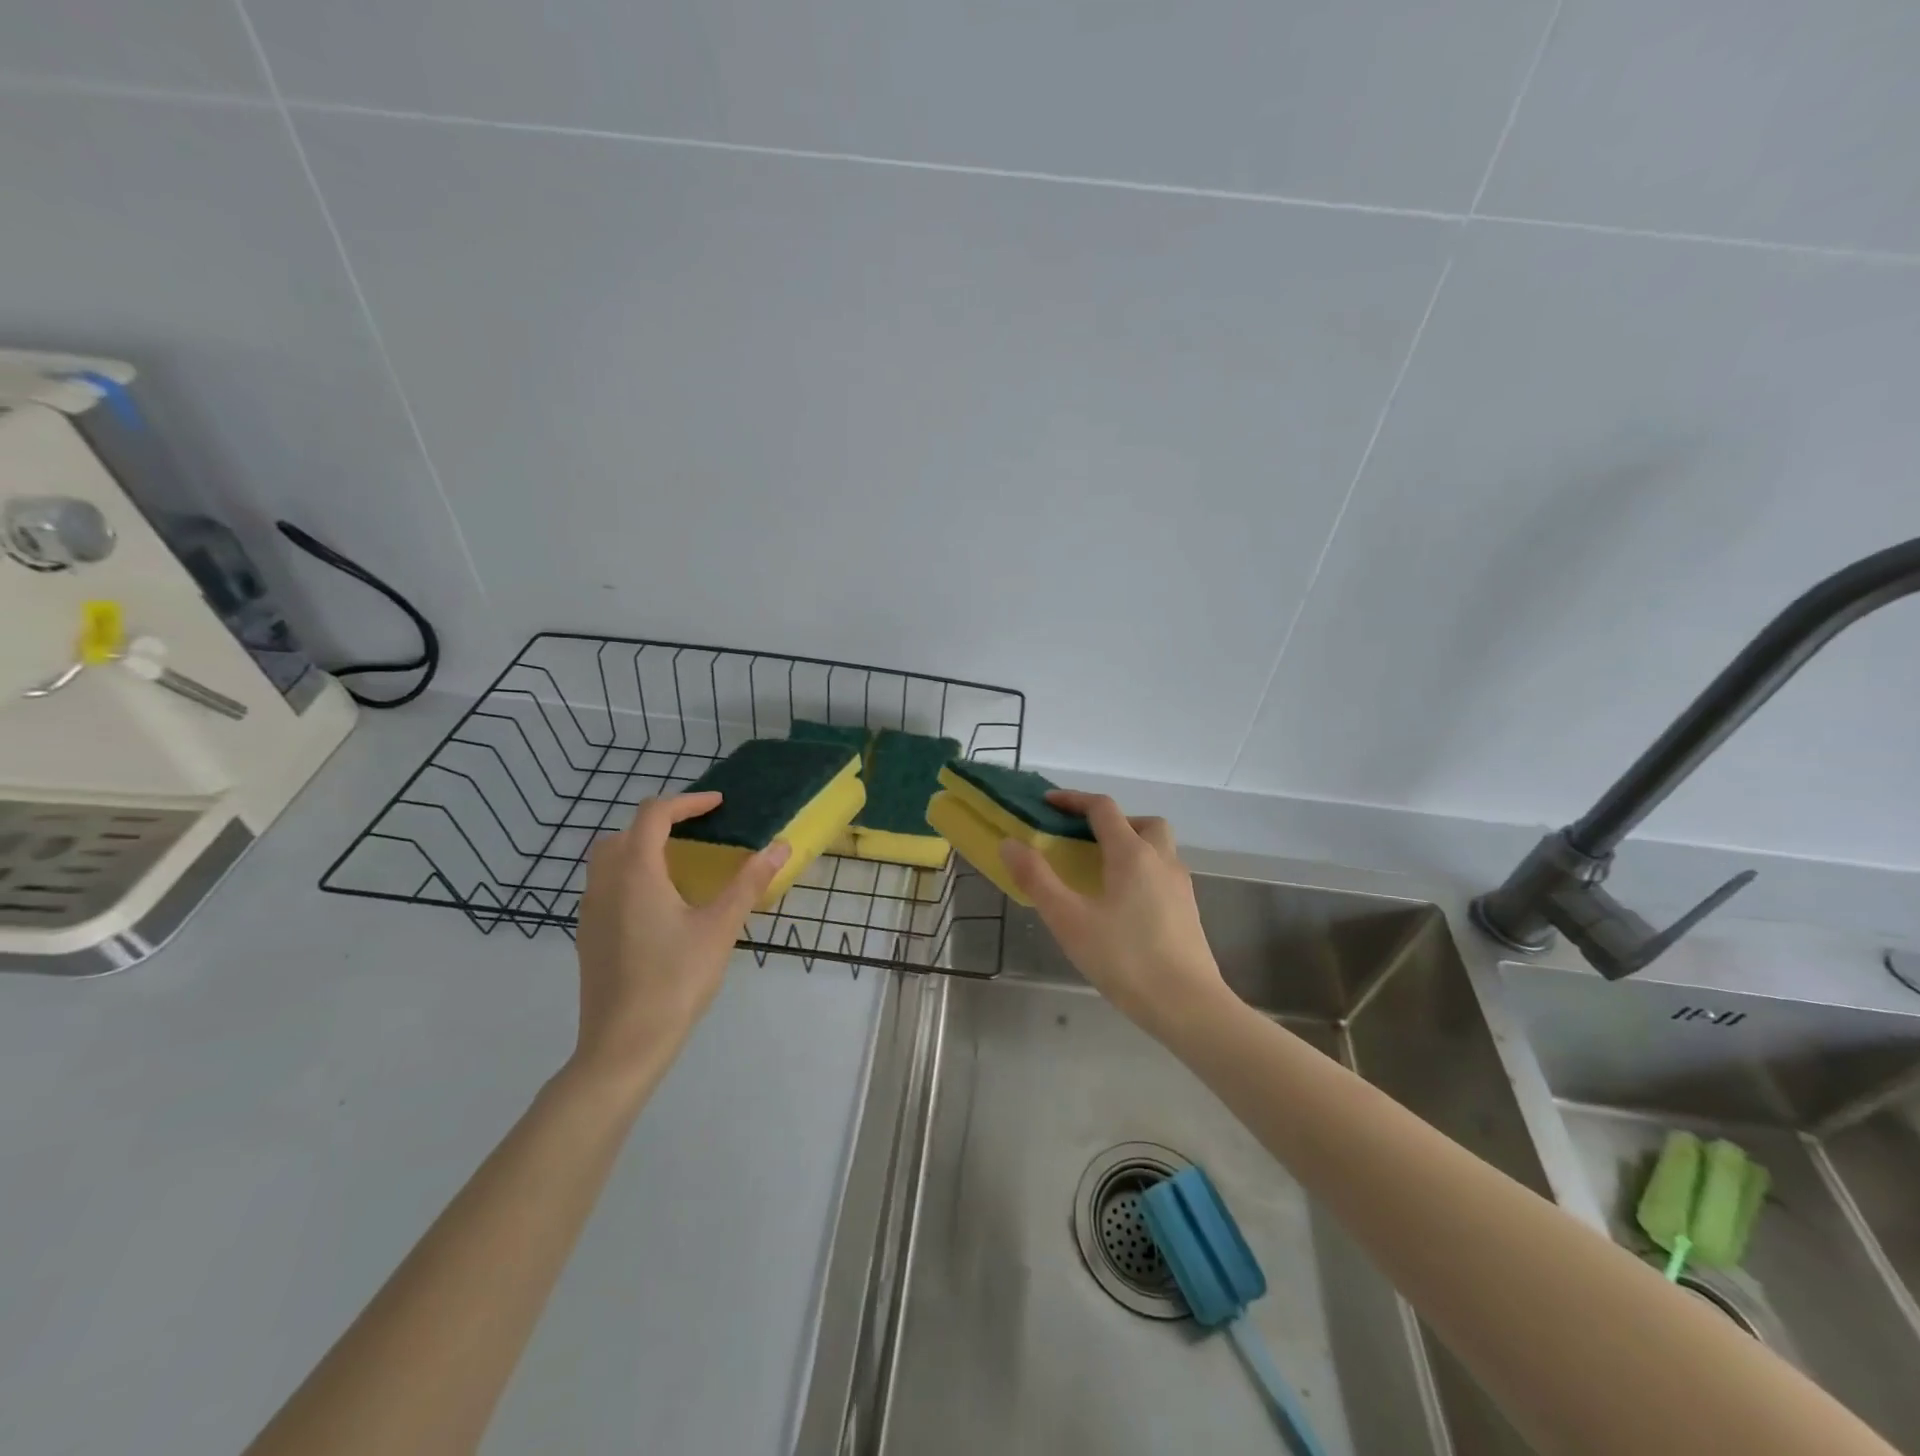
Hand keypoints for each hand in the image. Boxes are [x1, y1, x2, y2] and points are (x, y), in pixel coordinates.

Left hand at [569, 792, 790, 1090]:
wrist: (623, 1045)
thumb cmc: (675, 980)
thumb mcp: (720, 928)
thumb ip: (749, 883)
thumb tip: (780, 847)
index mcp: (635, 872)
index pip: (654, 814)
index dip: (688, 802)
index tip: (719, 804)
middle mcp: (605, 883)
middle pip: (625, 832)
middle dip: (661, 822)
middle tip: (698, 830)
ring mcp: (590, 911)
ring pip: (609, 859)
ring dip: (641, 847)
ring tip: (680, 863)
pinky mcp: (588, 936)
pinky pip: (605, 886)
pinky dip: (630, 875)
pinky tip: (659, 905)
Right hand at [1000, 791, 1230, 1042]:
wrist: (1188, 1006)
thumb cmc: (1124, 959)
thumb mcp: (1069, 919)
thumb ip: (1037, 879)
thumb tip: (1010, 843)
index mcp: (1132, 854)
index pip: (1103, 809)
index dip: (1073, 800)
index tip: (1047, 803)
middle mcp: (1161, 860)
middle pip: (1142, 822)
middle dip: (1112, 821)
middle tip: (1085, 839)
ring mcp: (1180, 886)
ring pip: (1158, 847)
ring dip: (1131, 844)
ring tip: (1101, 871)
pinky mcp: (1188, 910)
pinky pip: (1163, 873)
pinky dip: (1142, 871)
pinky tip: (1123, 904)